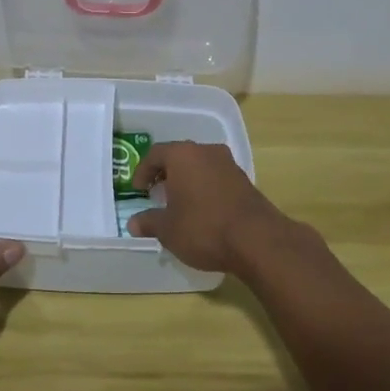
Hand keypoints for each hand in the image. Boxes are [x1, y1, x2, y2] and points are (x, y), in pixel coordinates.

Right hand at [126, 141, 291, 275]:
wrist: (256, 239)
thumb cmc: (203, 227)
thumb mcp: (168, 230)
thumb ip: (149, 222)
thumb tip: (133, 223)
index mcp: (182, 155)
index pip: (155, 154)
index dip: (142, 171)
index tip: (138, 190)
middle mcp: (206, 151)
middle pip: (179, 156)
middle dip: (165, 174)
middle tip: (156, 194)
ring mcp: (228, 163)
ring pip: (199, 166)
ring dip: (187, 180)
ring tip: (179, 204)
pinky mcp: (244, 180)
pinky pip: (216, 177)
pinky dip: (205, 188)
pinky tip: (203, 210)